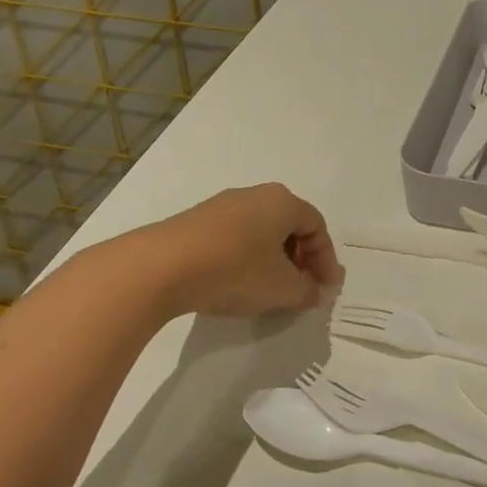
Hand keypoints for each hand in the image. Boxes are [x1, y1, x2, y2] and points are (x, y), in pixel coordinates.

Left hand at [111, 183, 341, 318]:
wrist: (159, 268)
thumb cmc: (234, 271)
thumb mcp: (282, 289)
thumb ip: (306, 291)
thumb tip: (312, 291)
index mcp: (282, 202)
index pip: (317, 227)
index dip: (326, 260)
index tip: (326, 289)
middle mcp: (255, 195)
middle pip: (289, 226)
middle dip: (301, 259)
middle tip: (302, 287)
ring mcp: (221, 206)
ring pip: (261, 232)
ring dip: (273, 260)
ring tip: (270, 290)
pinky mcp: (195, 222)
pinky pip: (235, 238)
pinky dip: (246, 259)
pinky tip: (237, 284)